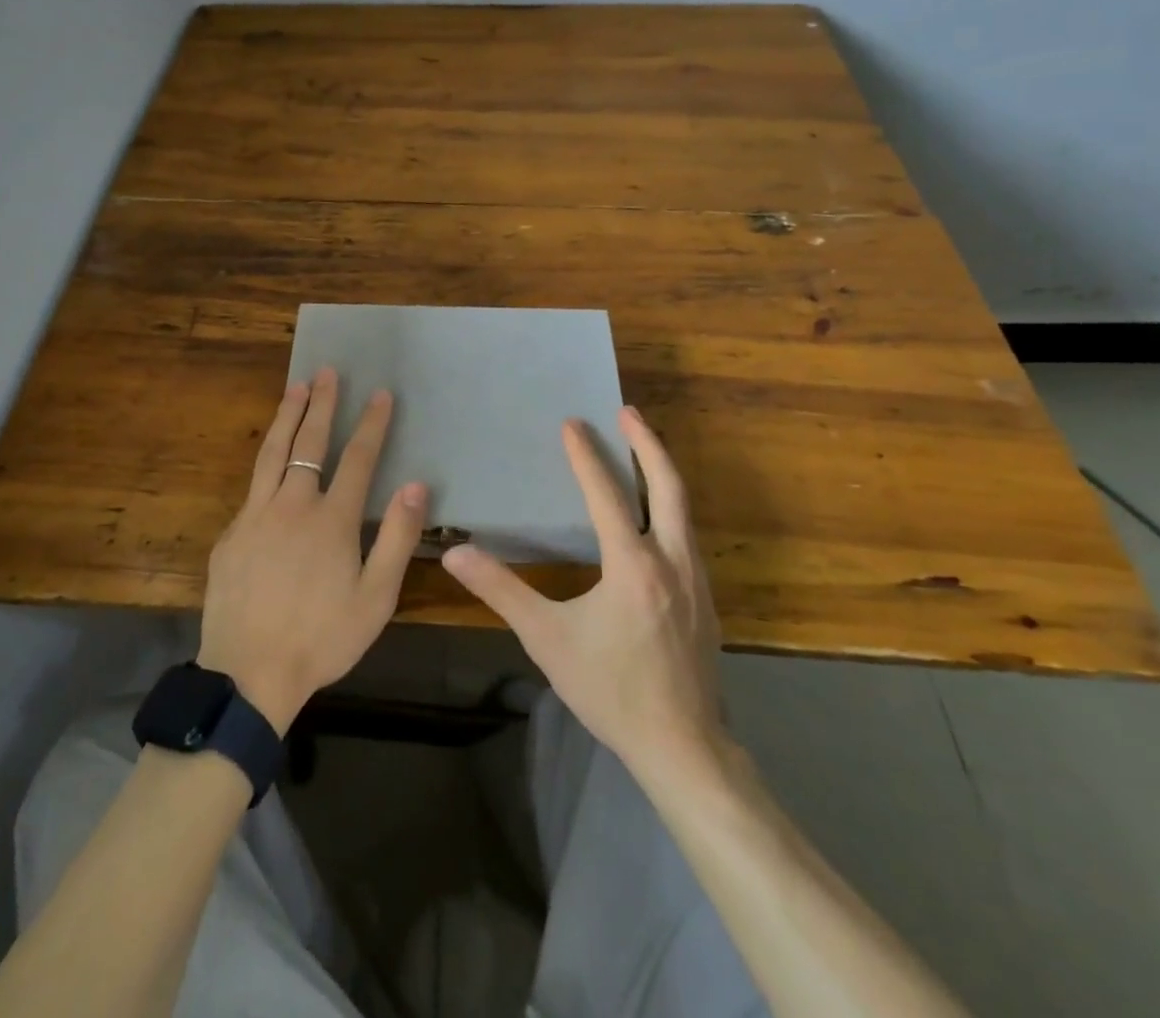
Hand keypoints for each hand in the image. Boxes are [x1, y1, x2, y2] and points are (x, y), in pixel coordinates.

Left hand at [198, 368, 426, 733]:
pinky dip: (266, 461)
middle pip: (309, 443)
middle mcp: (292, 505)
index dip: (372, 424)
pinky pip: (252, 487)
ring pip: (272, 453)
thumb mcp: (375, 597)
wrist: (249, 673)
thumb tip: (416, 485)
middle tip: (328, 371)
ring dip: (287, 417)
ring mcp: (255, 516)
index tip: (380, 393)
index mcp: (331, 520)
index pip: (358, 458)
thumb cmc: (322, 638)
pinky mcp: (231, 534)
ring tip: (295, 387)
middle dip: (322, 404)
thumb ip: (396, 538)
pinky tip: (270, 459)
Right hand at [442, 407, 728, 782]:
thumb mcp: (547, 639)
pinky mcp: (705, 601)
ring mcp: (696, 581)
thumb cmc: (611, 689)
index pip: (608, 496)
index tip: (572, 424)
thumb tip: (454, 554)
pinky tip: (657, 518)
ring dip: (662, 473)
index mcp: (633, 565)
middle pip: (668, 487)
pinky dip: (672, 508)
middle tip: (628, 412)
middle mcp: (673, 561)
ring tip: (643, 450)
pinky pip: (688, 536)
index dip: (587, 457)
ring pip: (685, 510)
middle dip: (648, 445)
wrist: (683, 748)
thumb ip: (501, 591)